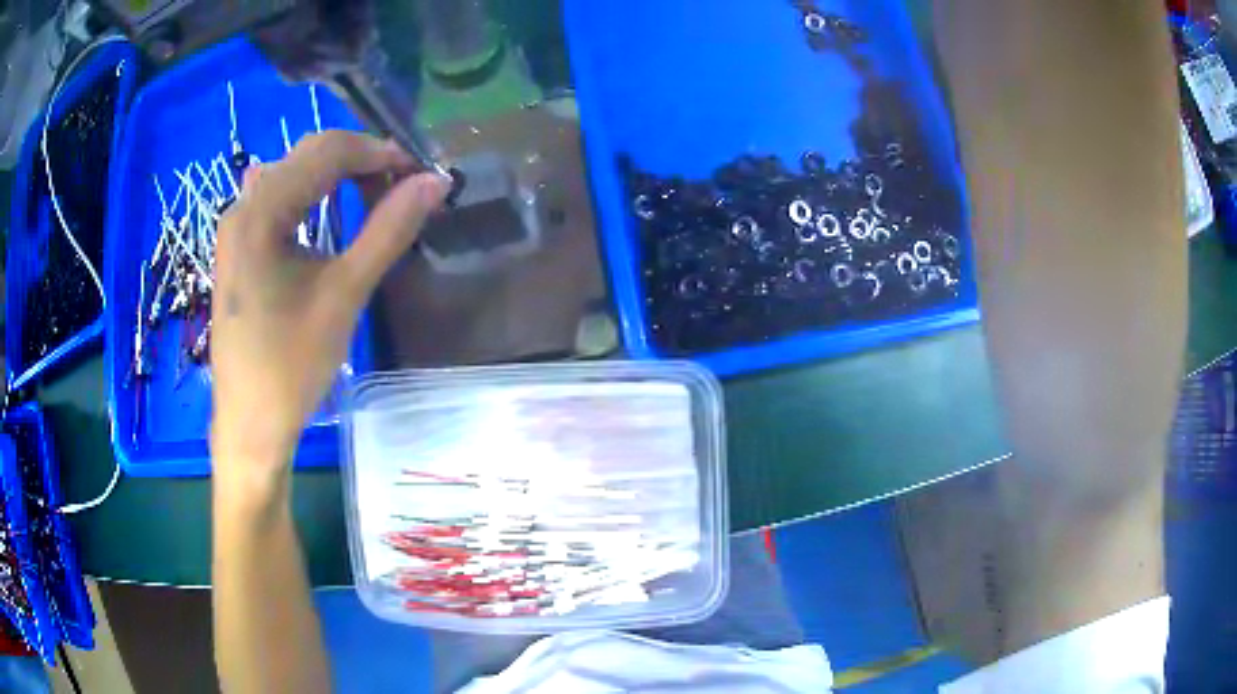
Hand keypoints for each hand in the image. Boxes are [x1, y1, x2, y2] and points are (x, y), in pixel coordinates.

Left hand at [210, 131, 448, 491]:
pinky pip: (280, 198)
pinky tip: (329, 211)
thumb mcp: (345, 294)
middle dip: (360, 160)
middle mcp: (243, 206)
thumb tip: (436, 181)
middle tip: (403, 187)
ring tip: (376, 199)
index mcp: (261, 212)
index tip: (420, 174)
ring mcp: (236, 225)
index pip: (328, 151)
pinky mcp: (239, 245)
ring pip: (295, 173)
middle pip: (309, 155)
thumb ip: (389, 229)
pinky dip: (315, 195)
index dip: (379, 152)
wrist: (250, 422)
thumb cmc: (292, 365)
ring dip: (338, 177)